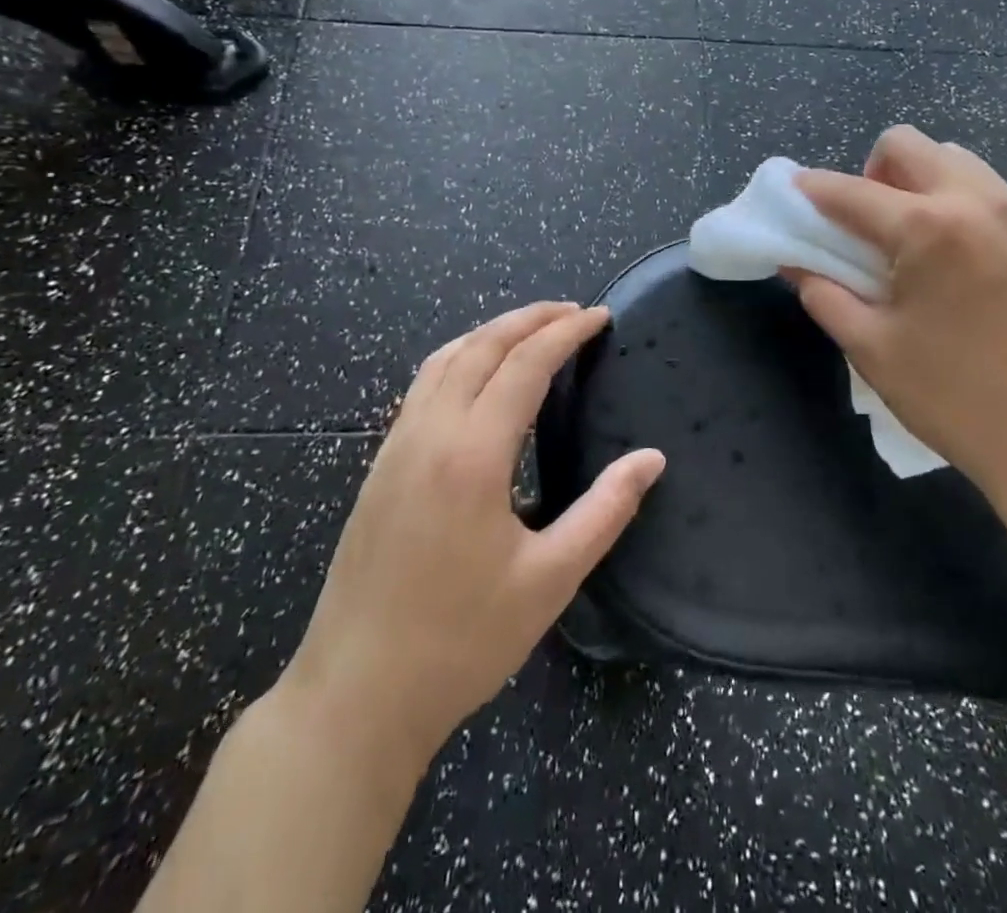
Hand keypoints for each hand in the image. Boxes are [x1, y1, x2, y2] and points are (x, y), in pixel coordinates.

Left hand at [277, 302, 665, 768]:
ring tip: (531, 329)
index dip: (566, 332)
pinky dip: (459, 357)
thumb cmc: (460, 642)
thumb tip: (652, 459)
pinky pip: (422, 385)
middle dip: (530, 318)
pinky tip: (476, 376)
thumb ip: (605, 511)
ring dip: (491, 331)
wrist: (354, 696)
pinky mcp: (379, 467)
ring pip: (445, 358)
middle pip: (482, 346)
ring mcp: (396, 447)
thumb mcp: (549, 580)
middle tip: (574, 311)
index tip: (600, 316)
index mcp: (473, 455)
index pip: (525, 364)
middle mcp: (430, 433)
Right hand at [792, 126, 1006, 508]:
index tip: (795, 193)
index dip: (812, 189)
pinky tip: (965, 263)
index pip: (851, 191)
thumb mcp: (874, 350)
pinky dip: (962, 207)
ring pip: (957, 161)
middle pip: (908, 145)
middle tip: (869, 225)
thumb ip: (825, 295)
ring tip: (919, 242)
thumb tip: (797, 263)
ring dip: (921, 183)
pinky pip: (994, 195)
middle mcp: (977, 202)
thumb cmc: (958, 399)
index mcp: (927, 228)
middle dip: (873, 172)